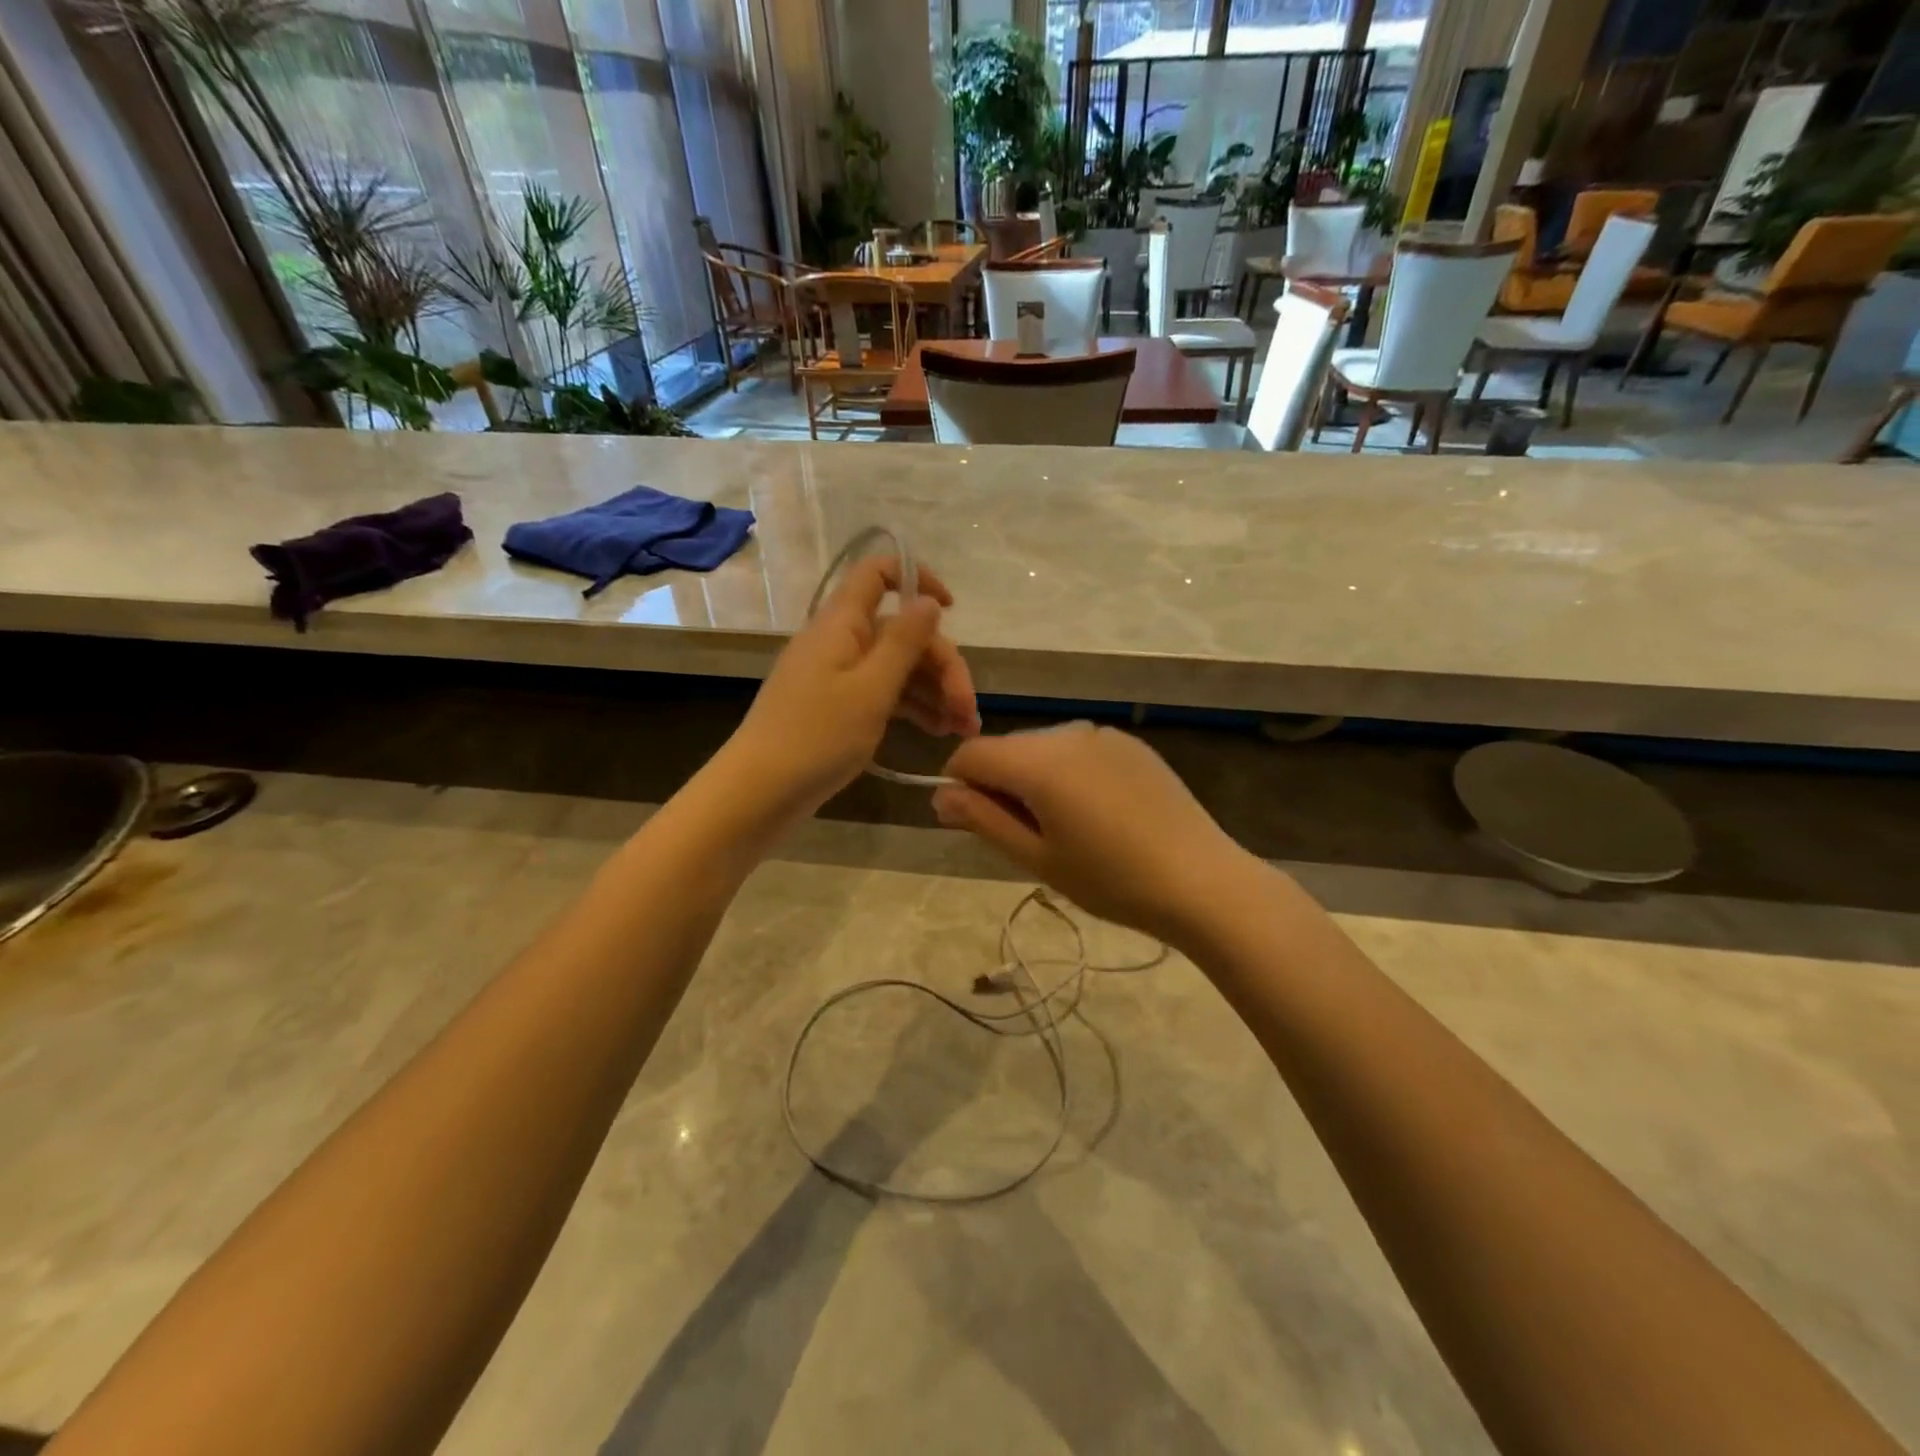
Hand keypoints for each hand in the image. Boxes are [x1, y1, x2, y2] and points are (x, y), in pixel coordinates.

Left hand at [727, 554, 978, 817]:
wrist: (759, 792)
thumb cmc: (817, 737)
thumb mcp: (871, 689)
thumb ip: (904, 642)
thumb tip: (928, 601)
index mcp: (842, 624)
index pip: (878, 573)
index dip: (917, 579)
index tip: (950, 608)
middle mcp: (839, 641)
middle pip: (901, 633)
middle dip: (942, 666)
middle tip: (968, 712)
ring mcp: (837, 675)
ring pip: (896, 667)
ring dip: (934, 692)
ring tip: (963, 730)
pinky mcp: (836, 706)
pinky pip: (882, 693)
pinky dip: (912, 708)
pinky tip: (938, 732)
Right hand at [932, 723, 1250, 943]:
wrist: (1201, 880)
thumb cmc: (1111, 880)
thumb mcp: (1037, 858)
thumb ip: (982, 820)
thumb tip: (940, 796)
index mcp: (1038, 761)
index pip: (970, 754)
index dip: (959, 786)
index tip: (974, 824)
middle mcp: (1067, 733)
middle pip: (1007, 748)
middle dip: (999, 783)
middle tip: (1026, 837)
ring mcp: (1102, 734)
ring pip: (1042, 747)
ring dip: (1034, 778)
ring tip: (1066, 827)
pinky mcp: (1130, 743)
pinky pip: (1078, 749)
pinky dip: (1068, 773)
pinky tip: (1098, 813)